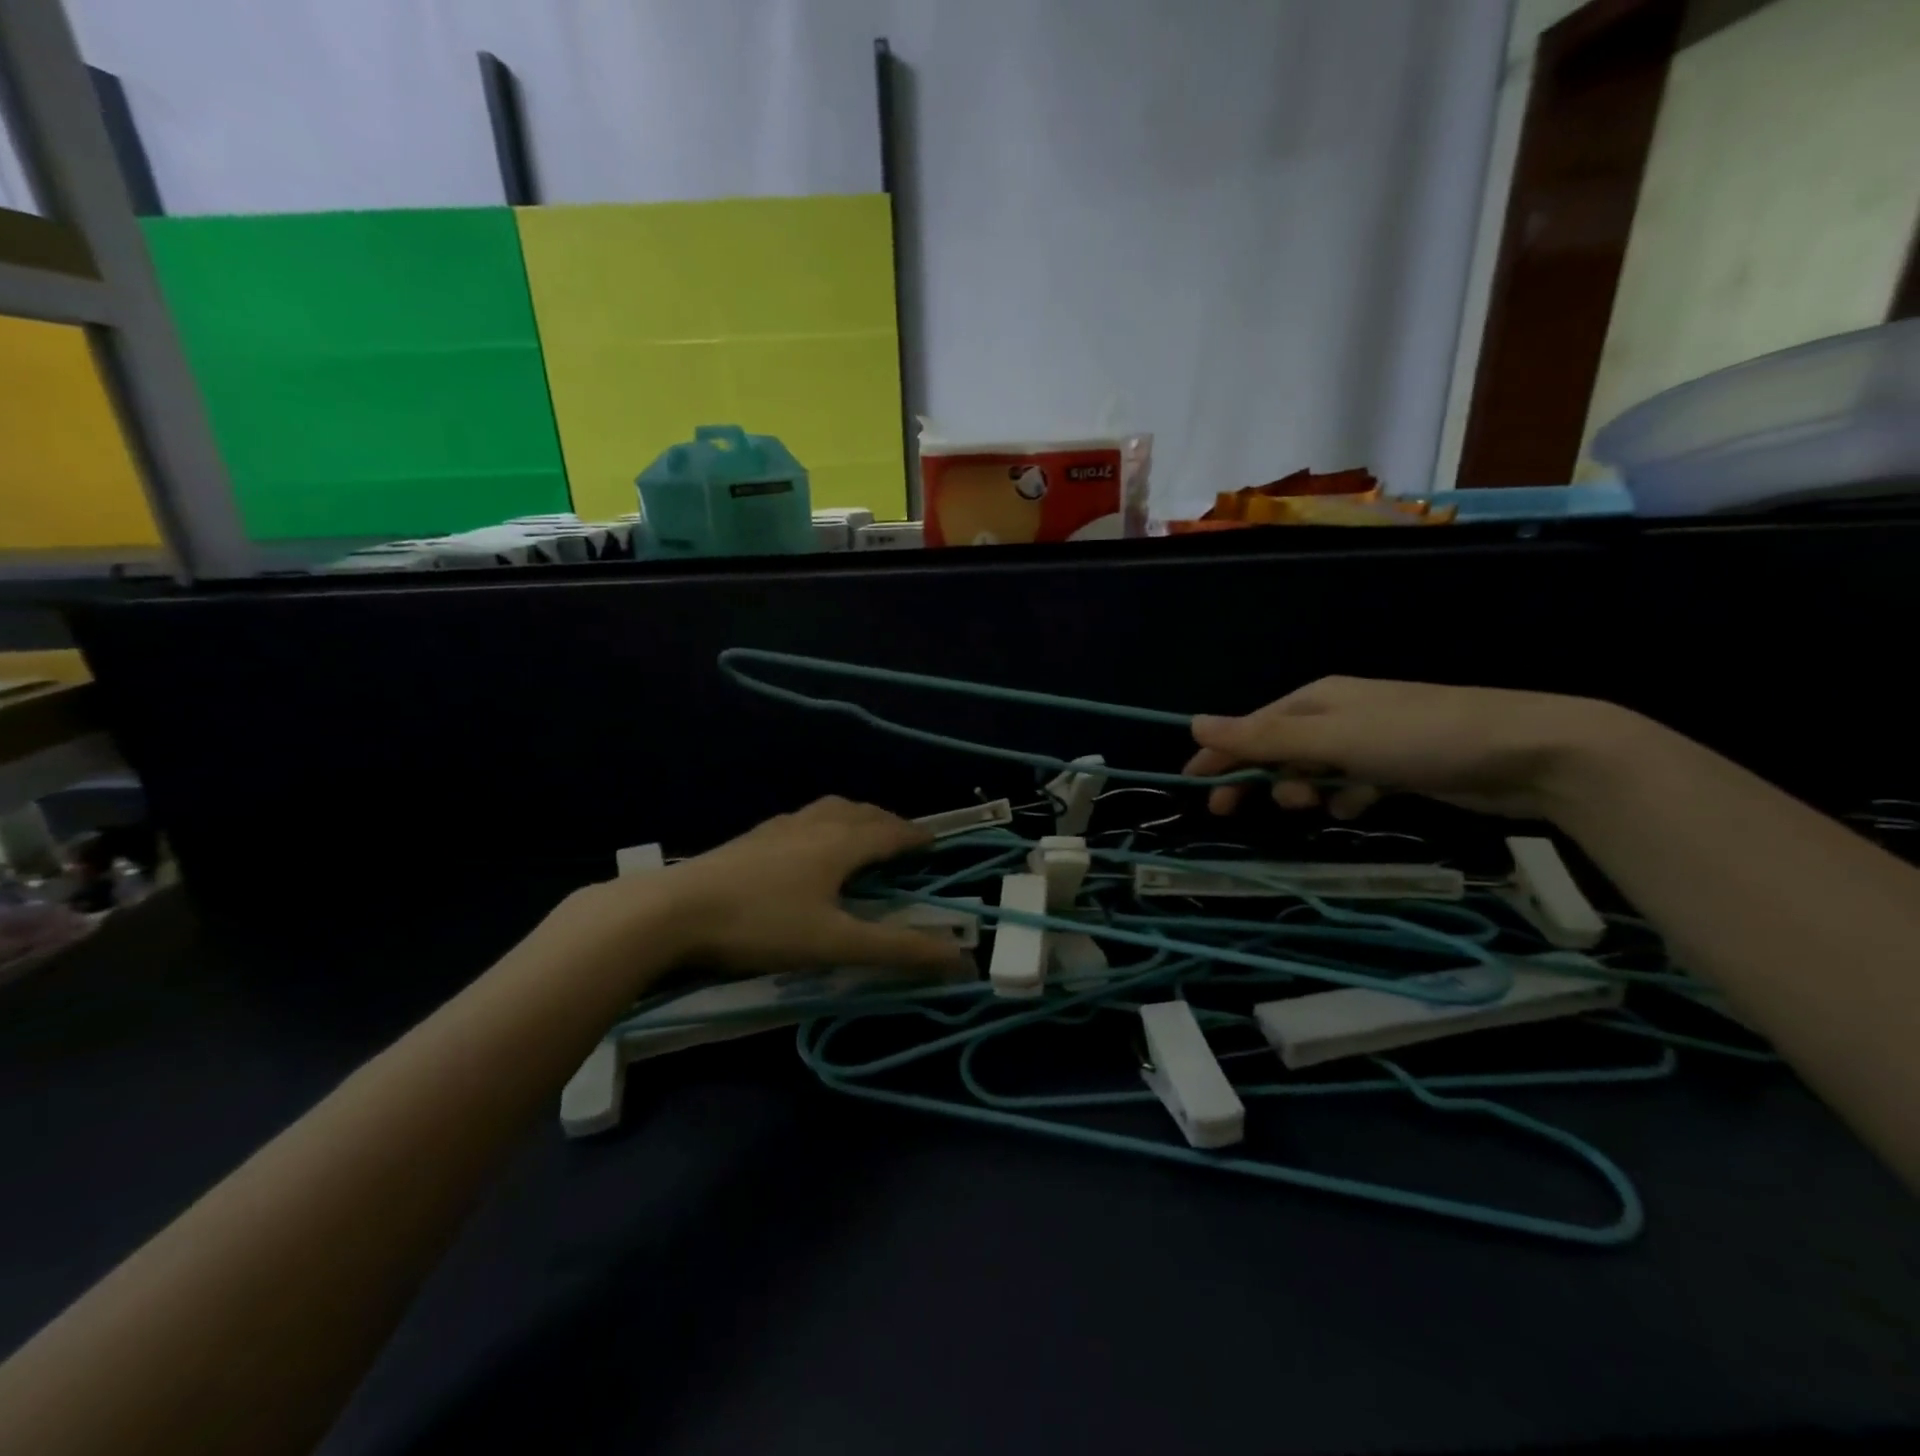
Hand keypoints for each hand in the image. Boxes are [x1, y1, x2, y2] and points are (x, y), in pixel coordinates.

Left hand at [578, 797, 965, 976]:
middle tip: (902, 841)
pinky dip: (823, 823)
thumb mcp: (835, 944)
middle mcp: (814, 825)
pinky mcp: (751, 838)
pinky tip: (806, 844)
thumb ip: (897, 950)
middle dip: (887, 823)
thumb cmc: (763, 924)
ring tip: (860, 834)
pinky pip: (802, 819)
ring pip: (829, 810)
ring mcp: (779, 827)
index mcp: (841, 843)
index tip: (935, 842)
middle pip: (861, 813)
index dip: (916, 836)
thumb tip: (960, 959)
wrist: (674, 910)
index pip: (890, 832)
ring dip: (855, 817)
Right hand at [1183, 676, 1633, 820]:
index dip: (1219, 754)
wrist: (1530, 752)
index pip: (1251, 727)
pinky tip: (1355, 808)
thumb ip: (1263, 738)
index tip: (1192, 784)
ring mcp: (1371, 741)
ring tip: (1315, 807)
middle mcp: (1339, 715)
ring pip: (1313, 770)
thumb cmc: (1420, 739)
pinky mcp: (1399, 767)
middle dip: (1257, 777)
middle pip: (1278, 749)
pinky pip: (1351, 783)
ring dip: (1302, 790)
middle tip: (1232, 812)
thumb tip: (1193, 723)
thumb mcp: (1333, 739)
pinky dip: (1344, 797)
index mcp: (1317, 700)